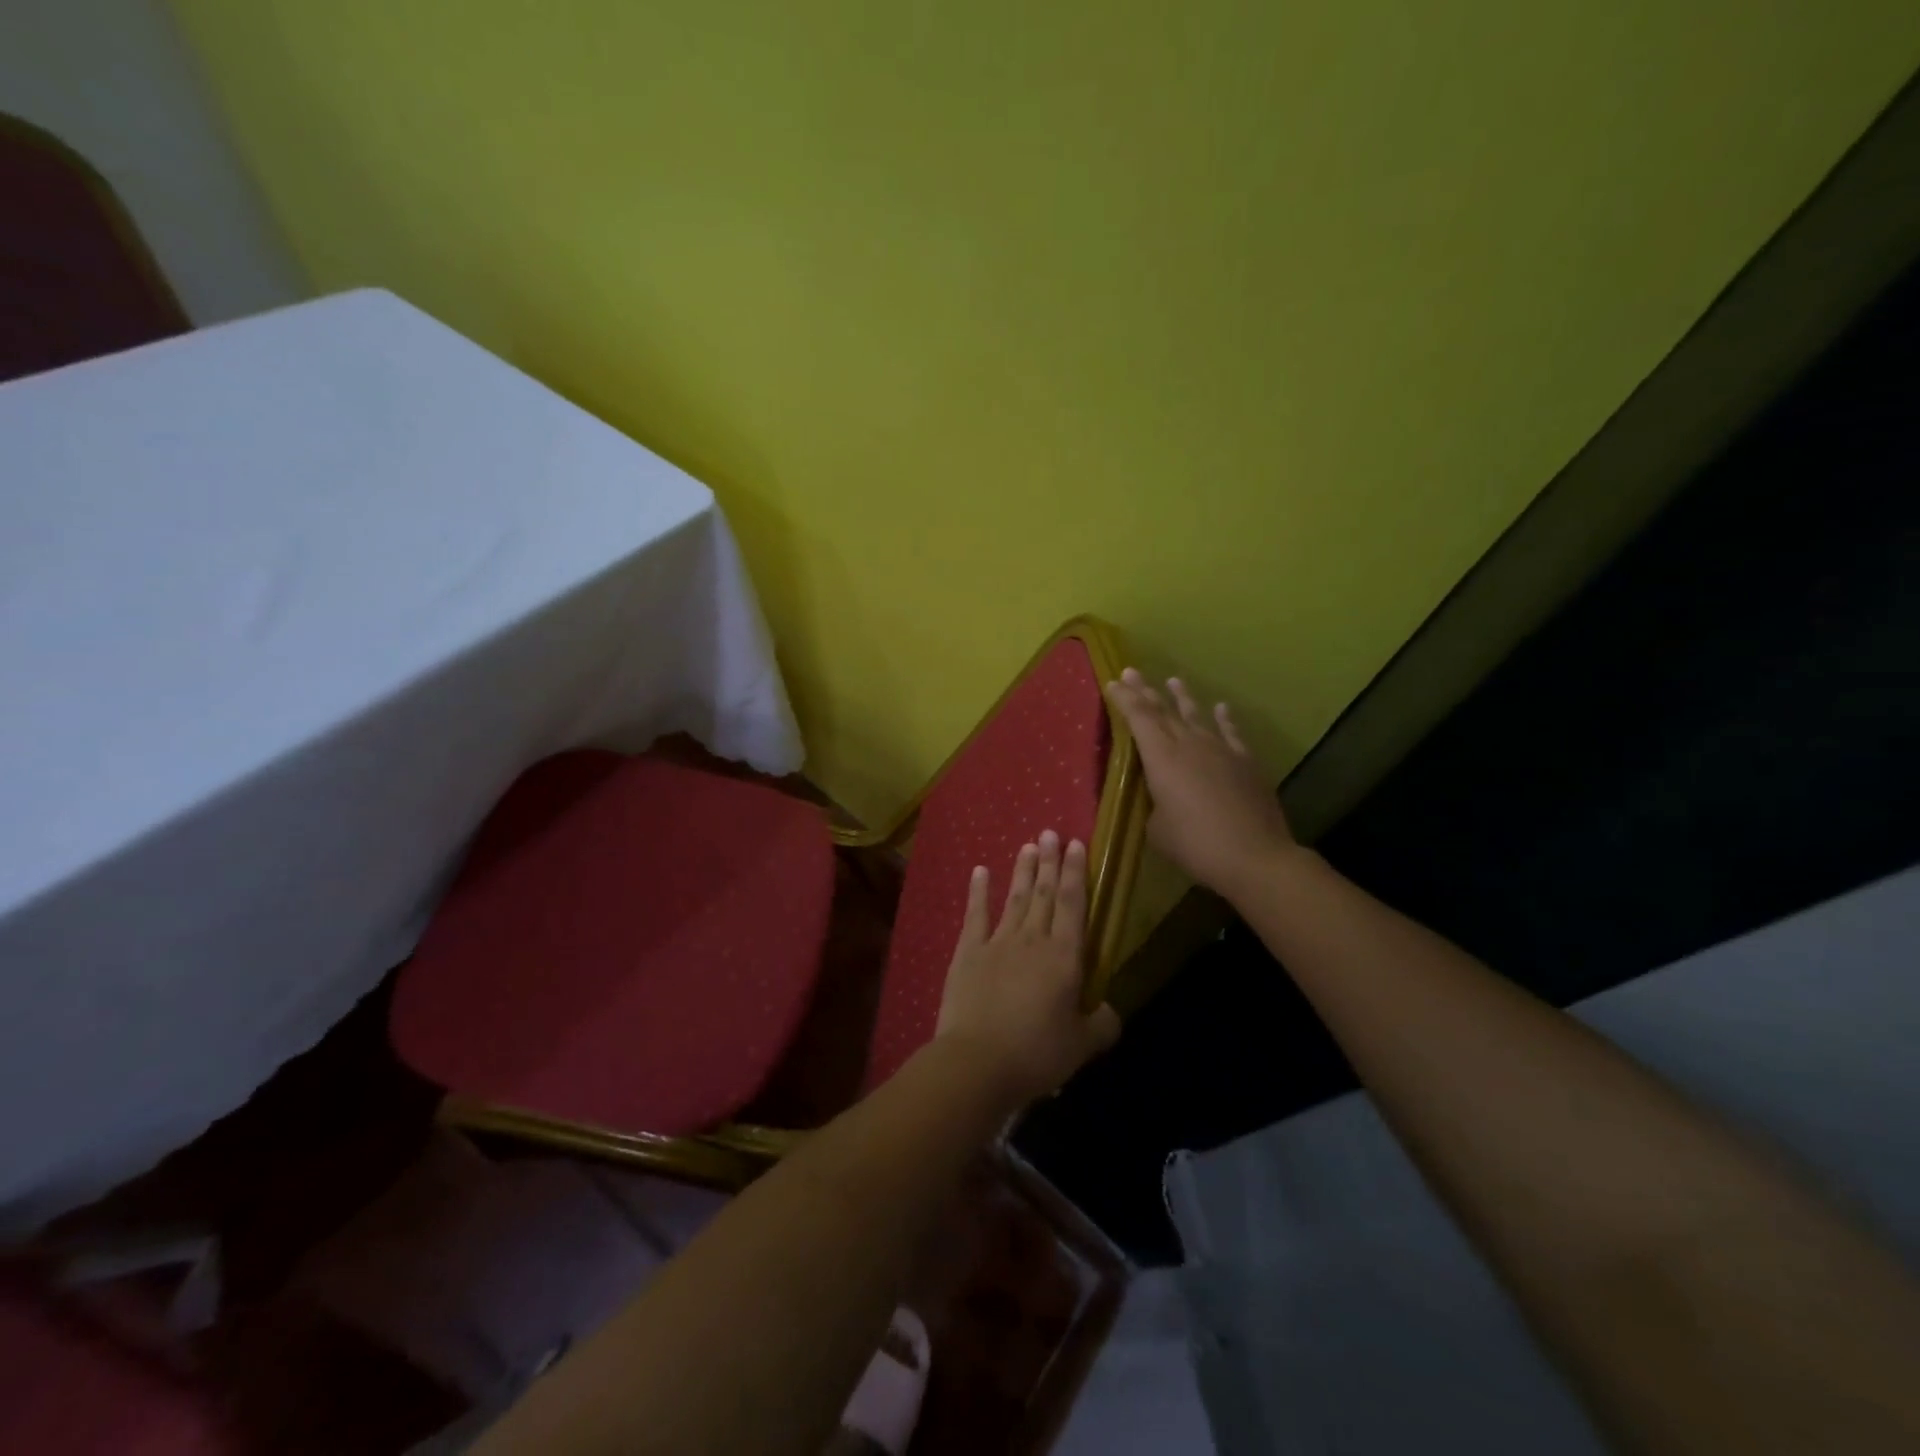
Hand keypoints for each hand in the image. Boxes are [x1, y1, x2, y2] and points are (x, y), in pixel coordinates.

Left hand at [935, 831, 1121, 1107]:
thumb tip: (1110, 1010)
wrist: (977, 1062)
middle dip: (1050, 862)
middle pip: (1045, 894)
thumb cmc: (1036, 1054)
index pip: (1074, 905)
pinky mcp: (968, 953)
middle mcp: (1033, 940)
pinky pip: (975, 915)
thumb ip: (1101, 1024)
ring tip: (1028, 845)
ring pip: (1015, 898)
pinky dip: (979, 891)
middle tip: (1050, 832)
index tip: (1076, 844)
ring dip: (1023, 871)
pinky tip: (981, 871)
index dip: (1076, 873)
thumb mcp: (1081, 1046)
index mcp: (1064, 958)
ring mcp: (997, 942)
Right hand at [1104, 668, 1297, 900]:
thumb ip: (1154, 805)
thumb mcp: (1157, 830)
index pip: (1138, 718)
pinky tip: (1221, 708)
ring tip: (1173, 680)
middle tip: (1131, 672)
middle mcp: (1189, 744)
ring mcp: (1221, 750)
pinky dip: (1224, 718)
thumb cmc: (1195, 845)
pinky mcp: (1245, 762)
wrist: (1254, 856)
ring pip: (1196, 715)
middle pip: (1163, 711)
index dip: (1124, 699)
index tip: (1112, 682)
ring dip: (1182, 697)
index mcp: (1161, 758)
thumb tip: (1161, 799)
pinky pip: (1231, 732)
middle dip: (1145, 691)